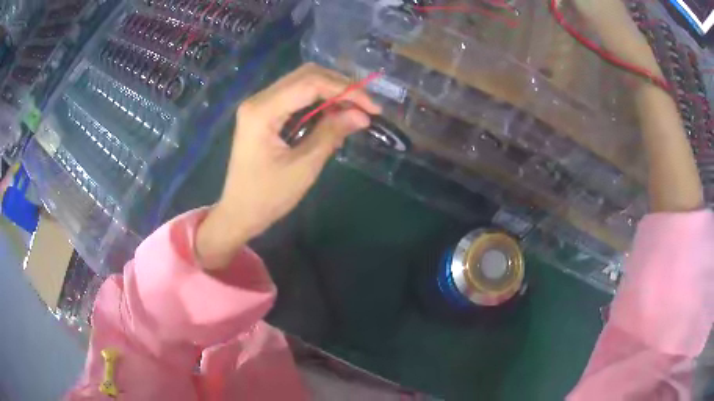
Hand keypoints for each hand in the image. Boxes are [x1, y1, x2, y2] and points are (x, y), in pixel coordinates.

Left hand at [196, 63, 381, 269]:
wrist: (238, 213)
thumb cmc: (267, 197)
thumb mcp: (303, 167)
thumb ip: (331, 134)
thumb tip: (362, 115)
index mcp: (262, 111)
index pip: (310, 84)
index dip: (346, 91)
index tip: (372, 108)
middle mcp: (258, 99)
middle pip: (306, 75)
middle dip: (340, 86)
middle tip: (366, 105)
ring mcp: (259, 105)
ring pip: (301, 82)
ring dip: (331, 91)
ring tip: (355, 108)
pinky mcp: (263, 113)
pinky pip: (295, 96)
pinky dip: (318, 101)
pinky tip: (335, 113)